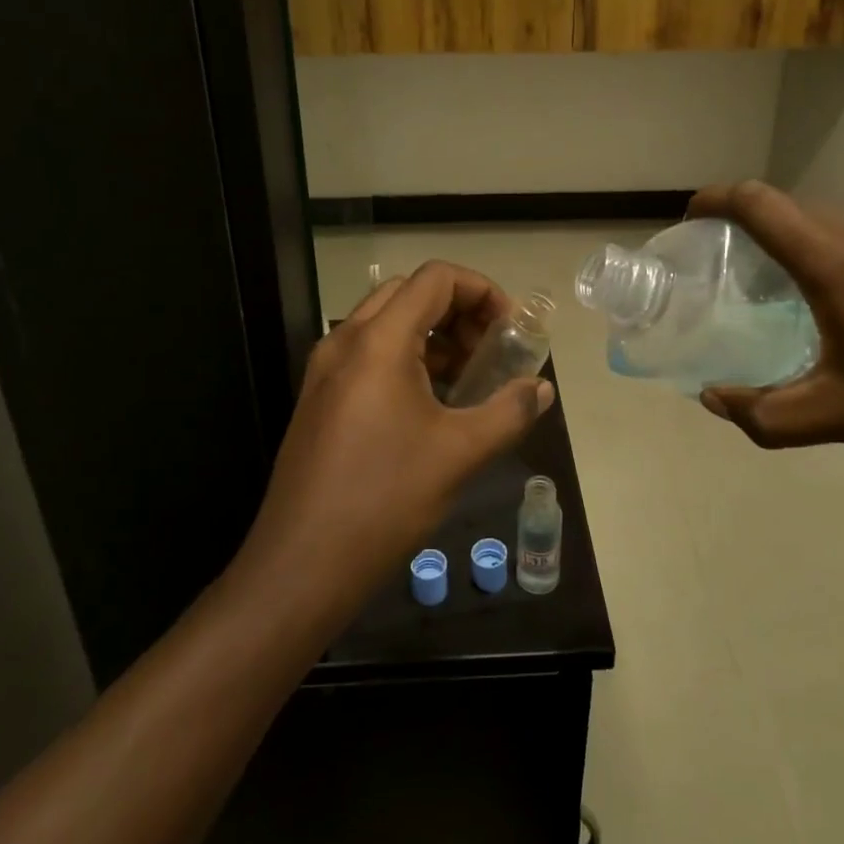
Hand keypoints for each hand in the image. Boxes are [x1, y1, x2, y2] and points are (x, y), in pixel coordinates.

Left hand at [241, 261, 554, 608]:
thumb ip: (509, 411)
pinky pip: (368, 355)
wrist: (301, 565)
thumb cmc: (385, 498)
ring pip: (386, 324)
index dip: (482, 291)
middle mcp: (345, 340)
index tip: (509, 329)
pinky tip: (430, 406)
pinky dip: (406, 359)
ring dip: (432, 336)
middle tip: (489, 352)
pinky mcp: (319, 398)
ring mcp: (325, 370)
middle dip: (458, 312)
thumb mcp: (460, 453)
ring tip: (467, 380)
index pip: (436, 278)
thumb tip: (542, 389)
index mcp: (378, 340)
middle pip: (409, 293)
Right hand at [690, 182, 843, 476]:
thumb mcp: (843, 418)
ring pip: (830, 225)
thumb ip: (766, 414)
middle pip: (790, 209)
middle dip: (747, 227)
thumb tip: (713, 400)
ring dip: (794, 244)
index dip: (717, 199)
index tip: (692, 218)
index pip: (760, 202)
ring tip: (783, 293)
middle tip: (727, 270)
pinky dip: (834, 258)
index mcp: (836, 265)